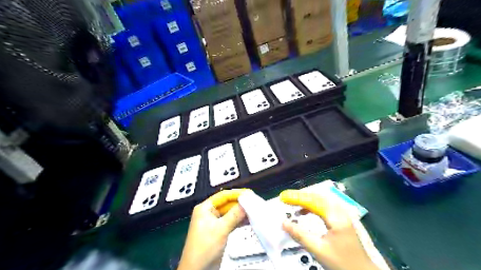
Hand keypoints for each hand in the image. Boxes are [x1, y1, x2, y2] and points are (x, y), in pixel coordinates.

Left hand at [177, 189, 251, 269]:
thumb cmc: (204, 248)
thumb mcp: (220, 230)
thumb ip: (234, 215)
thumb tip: (246, 203)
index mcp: (205, 208)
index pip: (223, 196)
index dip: (236, 194)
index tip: (249, 193)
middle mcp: (209, 213)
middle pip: (227, 203)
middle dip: (240, 203)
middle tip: (254, 202)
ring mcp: (214, 222)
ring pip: (230, 213)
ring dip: (241, 212)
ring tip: (254, 210)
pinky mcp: (219, 231)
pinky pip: (231, 221)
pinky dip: (239, 221)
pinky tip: (249, 220)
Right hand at [280, 190, 381, 269]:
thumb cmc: (342, 263)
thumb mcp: (318, 250)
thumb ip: (300, 235)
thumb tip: (284, 223)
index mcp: (336, 218)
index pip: (313, 201)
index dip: (297, 198)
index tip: (283, 198)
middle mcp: (340, 212)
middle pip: (318, 197)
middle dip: (301, 196)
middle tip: (286, 198)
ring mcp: (342, 215)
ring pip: (321, 200)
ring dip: (306, 200)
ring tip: (293, 204)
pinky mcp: (341, 220)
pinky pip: (324, 207)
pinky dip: (313, 206)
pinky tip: (305, 212)